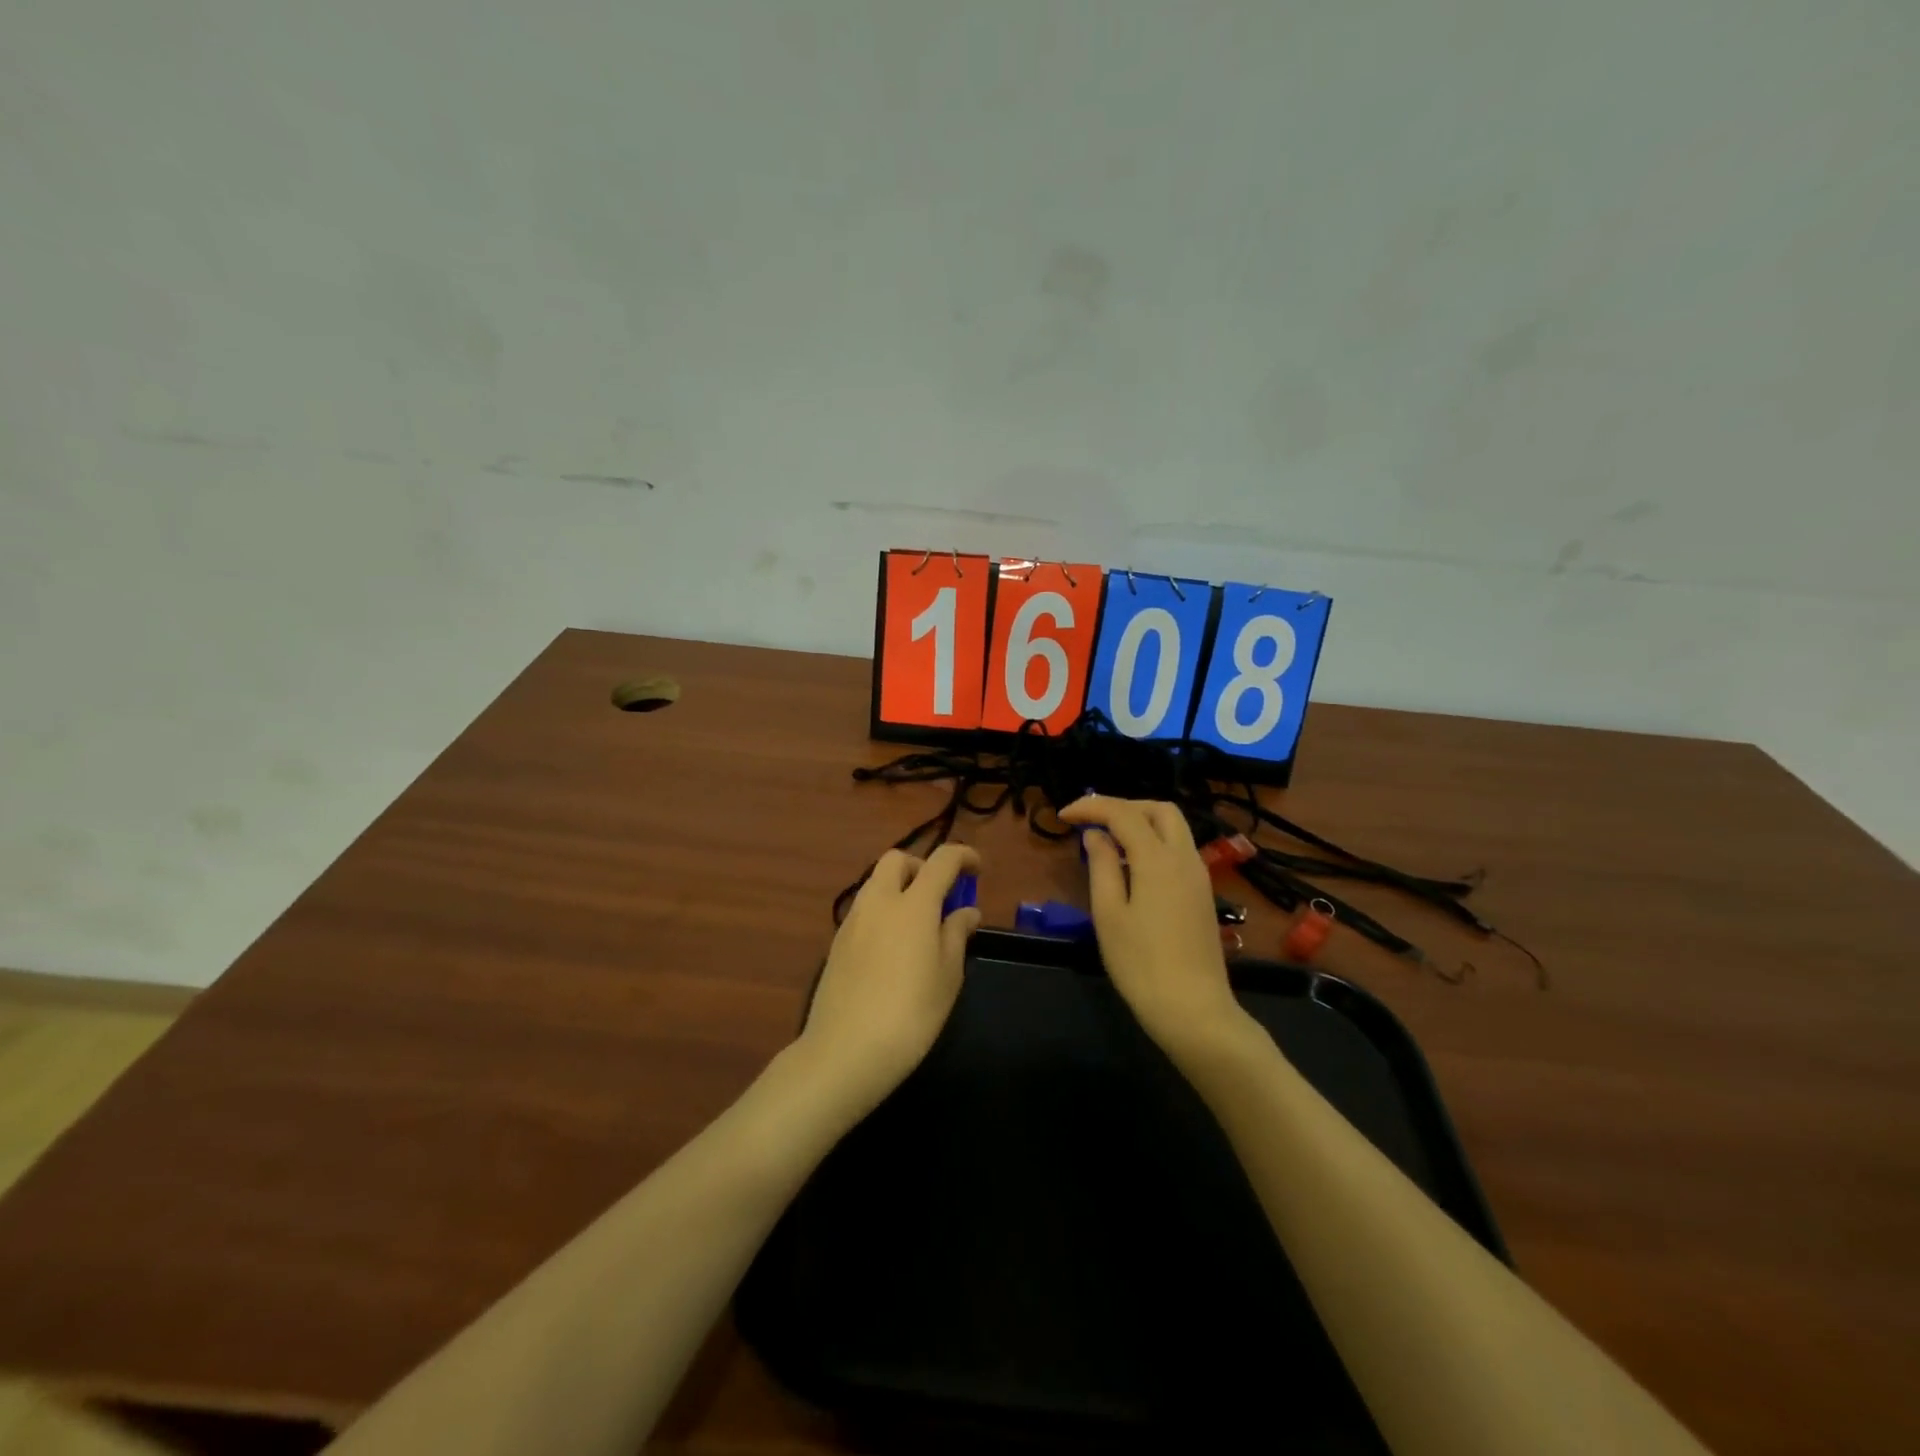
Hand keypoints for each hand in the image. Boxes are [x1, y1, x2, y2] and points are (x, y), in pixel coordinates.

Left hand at [799, 844, 981, 1116]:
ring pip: (876, 882)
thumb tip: (966, 910)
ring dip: (900, 888)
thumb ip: (956, 934)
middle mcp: (879, 901)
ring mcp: (852, 920)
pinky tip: (893, 947)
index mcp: (913, 903)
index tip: (977, 869)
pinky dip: (883, 911)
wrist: (846, 1051)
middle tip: (941, 895)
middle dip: (922, 866)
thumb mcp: (948, 976)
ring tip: (919, 925)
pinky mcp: (836, 942)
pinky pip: (864, 909)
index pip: (941, 860)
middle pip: (898, 860)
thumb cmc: (911, 1013)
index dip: (963, 856)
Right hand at [1058, 797, 1247, 1056]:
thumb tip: (1096, 835)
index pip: (1123, 814)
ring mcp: (1199, 876)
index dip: (1091, 807)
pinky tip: (1131, 866)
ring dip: (1141, 823)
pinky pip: (1179, 850)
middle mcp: (1184, 858)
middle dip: (1123, 806)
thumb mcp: (1109, 914)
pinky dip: (1154, 842)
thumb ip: (1102, 866)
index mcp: (1158, 859)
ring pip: (1174, 828)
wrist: (1193, 1010)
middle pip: (1159, 810)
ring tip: (1107, 841)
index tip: (1063, 816)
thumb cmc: (1141, 964)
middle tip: (1092, 821)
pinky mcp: (1203, 894)